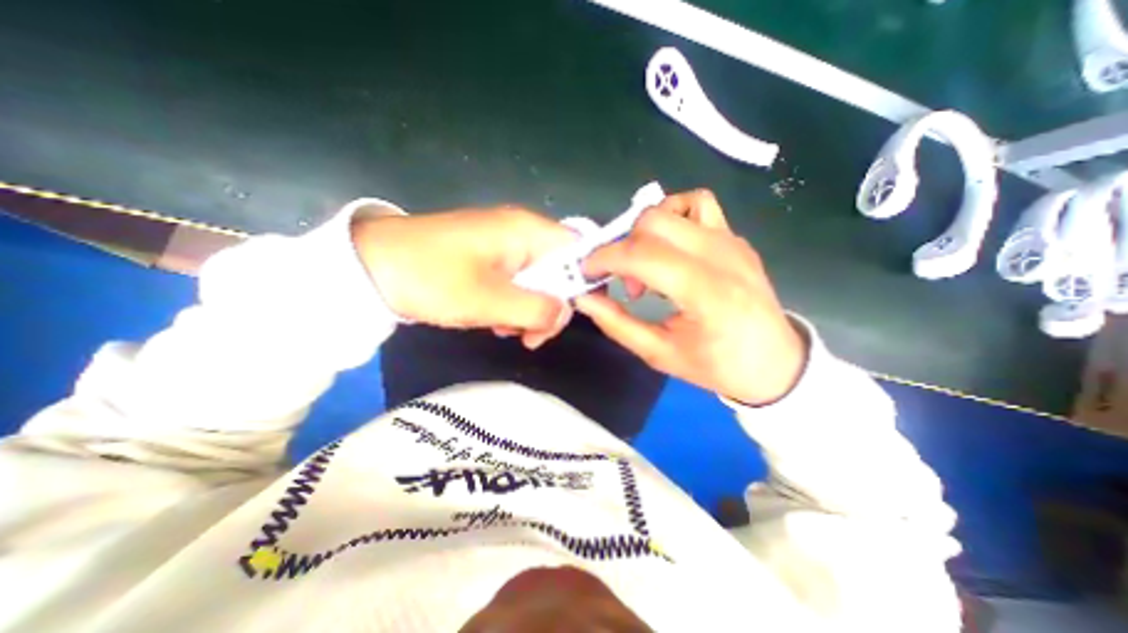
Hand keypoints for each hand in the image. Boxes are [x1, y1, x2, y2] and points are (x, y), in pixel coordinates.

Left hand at [352, 205, 576, 349]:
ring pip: (538, 281)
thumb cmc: (431, 278)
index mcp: (527, 231)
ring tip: (506, 331)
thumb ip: (537, 309)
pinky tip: (494, 321)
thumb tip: (565, 314)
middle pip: (560, 270)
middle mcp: (521, 233)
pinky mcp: (489, 259)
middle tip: (530, 336)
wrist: (369, 266)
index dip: (586, 282)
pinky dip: (513, 306)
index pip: (579, 250)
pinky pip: (517, 283)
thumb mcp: (488, 301)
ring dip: (530, 310)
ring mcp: (504, 246)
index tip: (576, 315)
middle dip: (551, 306)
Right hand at [577, 188, 806, 406]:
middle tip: (622, 280)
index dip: (604, 258)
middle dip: (622, 246)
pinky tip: (669, 247)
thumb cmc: (718, 366)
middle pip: (653, 222)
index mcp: (706, 293)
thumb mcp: (660, 355)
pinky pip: (698, 204)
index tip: (587, 272)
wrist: (775, 363)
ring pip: (673, 207)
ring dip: (644, 231)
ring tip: (646, 264)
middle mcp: (721, 256)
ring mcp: (731, 241)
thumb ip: (617, 324)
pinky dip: (672, 216)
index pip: (643, 254)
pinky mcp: (734, 237)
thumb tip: (584, 298)